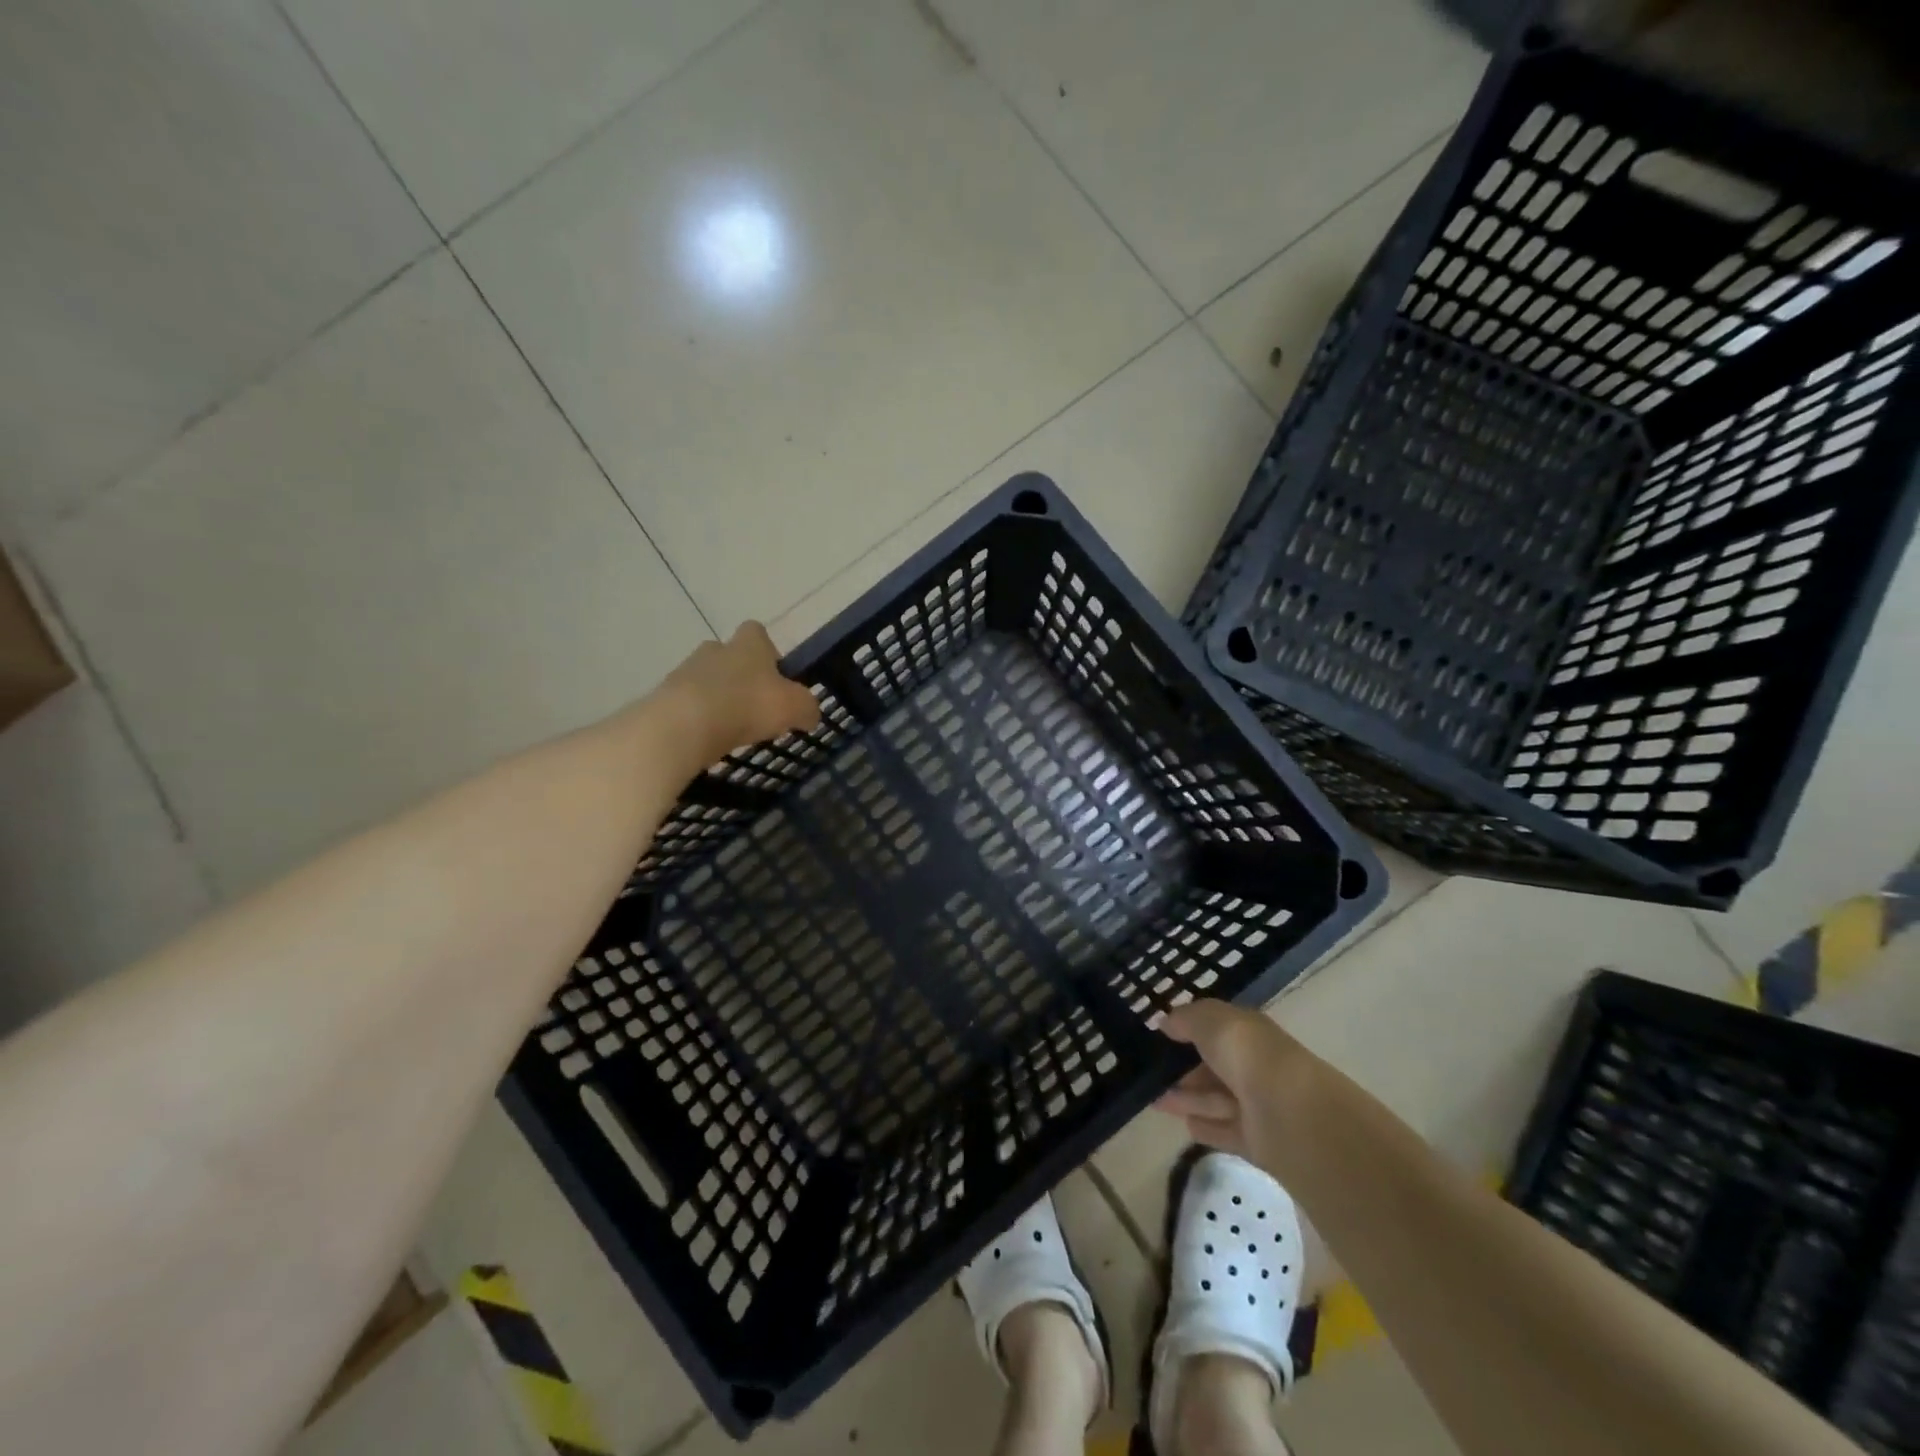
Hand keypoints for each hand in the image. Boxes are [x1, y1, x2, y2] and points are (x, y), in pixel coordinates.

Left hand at [655, 622, 821, 763]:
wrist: (684, 725)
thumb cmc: (747, 705)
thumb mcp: (794, 707)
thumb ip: (807, 707)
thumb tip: (809, 713)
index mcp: (748, 644)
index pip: (757, 632)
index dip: (768, 651)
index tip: (776, 677)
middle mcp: (715, 649)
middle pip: (730, 657)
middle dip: (741, 678)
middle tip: (755, 707)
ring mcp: (685, 672)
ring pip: (707, 681)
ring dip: (719, 699)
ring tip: (732, 731)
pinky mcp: (665, 698)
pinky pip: (688, 705)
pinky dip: (699, 720)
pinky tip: (709, 741)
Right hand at [1154, 999, 1316, 1173]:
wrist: (1289, 1114)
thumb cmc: (1247, 1055)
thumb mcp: (1210, 1021)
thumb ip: (1185, 1018)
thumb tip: (1166, 1023)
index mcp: (1249, 1033)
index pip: (1218, 1028)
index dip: (1190, 1028)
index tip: (1160, 1034)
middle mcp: (1254, 1066)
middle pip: (1214, 1066)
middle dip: (1185, 1068)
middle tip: (1151, 1071)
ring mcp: (1257, 1105)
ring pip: (1215, 1099)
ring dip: (1186, 1098)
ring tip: (1153, 1098)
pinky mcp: (1256, 1141)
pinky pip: (1224, 1131)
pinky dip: (1206, 1127)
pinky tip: (1184, 1124)